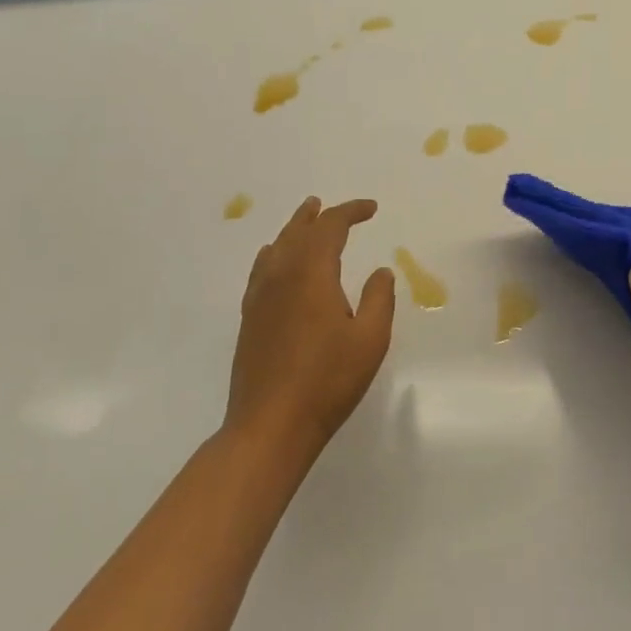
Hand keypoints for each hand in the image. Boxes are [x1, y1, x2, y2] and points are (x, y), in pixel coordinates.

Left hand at [223, 197, 395, 473]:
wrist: (269, 426)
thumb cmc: (327, 381)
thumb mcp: (370, 339)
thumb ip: (379, 299)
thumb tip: (380, 271)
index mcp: (312, 274)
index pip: (330, 228)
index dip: (351, 211)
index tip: (372, 209)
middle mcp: (282, 276)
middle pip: (298, 231)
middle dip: (318, 215)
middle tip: (330, 205)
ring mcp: (260, 298)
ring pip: (277, 248)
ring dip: (294, 229)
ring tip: (305, 219)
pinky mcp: (250, 319)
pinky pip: (261, 270)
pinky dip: (274, 254)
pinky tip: (274, 260)